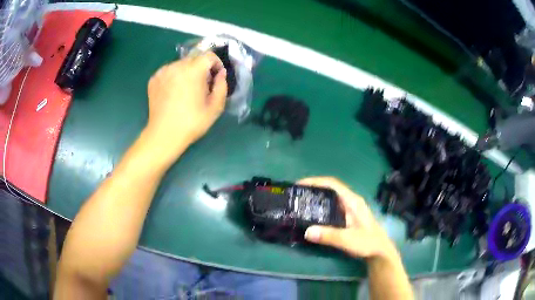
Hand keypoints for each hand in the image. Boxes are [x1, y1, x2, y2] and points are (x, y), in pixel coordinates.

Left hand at [145, 52, 226, 160]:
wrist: (164, 135)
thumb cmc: (192, 122)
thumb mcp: (215, 107)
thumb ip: (222, 86)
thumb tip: (221, 73)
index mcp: (193, 70)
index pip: (209, 56)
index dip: (216, 63)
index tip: (216, 77)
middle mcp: (176, 65)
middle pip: (194, 59)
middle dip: (201, 69)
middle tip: (202, 87)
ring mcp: (163, 72)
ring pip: (180, 65)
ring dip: (187, 73)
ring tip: (186, 91)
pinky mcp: (153, 79)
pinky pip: (168, 72)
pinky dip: (174, 77)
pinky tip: (173, 93)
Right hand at [298, 177, 397, 260]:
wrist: (380, 252)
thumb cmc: (368, 243)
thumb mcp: (349, 239)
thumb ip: (330, 236)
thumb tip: (307, 231)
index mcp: (352, 201)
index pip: (333, 184)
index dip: (316, 181)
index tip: (299, 185)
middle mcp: (350, 202)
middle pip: (330, 190)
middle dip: (313, 189)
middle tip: (295, 196)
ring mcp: (349, 210)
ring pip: (330, 199)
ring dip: (316, 199)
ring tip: (299, 204)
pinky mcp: (347, 218)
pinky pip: (331, 209)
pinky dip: (320, 209)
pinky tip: (311, 217)